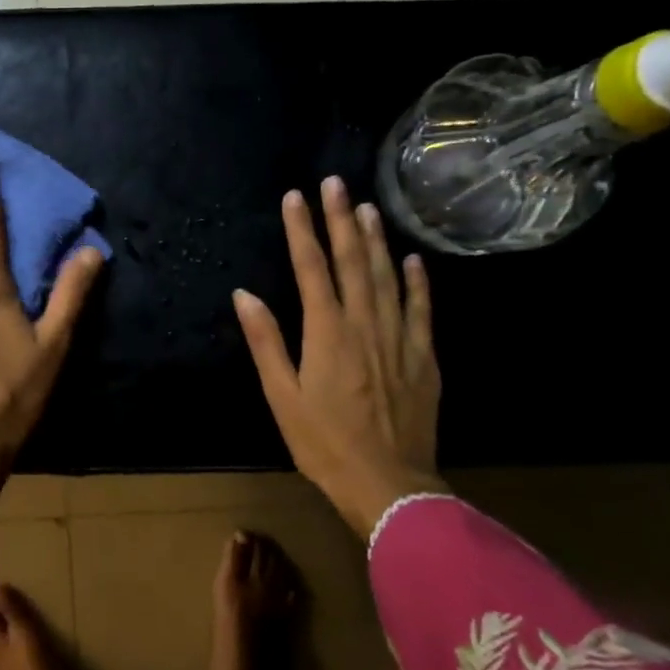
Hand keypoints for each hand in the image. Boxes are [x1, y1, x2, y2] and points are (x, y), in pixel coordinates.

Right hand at [232, 177, 444, 534]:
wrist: (389, 486)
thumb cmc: (323, 444)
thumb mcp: (282, 397)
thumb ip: (266, 342)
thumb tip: (245, 295)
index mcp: (327, 333)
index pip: (312, 268)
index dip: (302, 230)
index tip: (295, 197)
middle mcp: (365, 325)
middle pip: (353, 261)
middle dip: (341, 219)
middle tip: (335, 183)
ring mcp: (399, 339)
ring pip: (387, 277)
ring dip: (376, 239)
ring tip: (368, 206)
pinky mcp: (423, 357)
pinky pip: (421, 310)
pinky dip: (417, 281)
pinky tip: (412, 258)